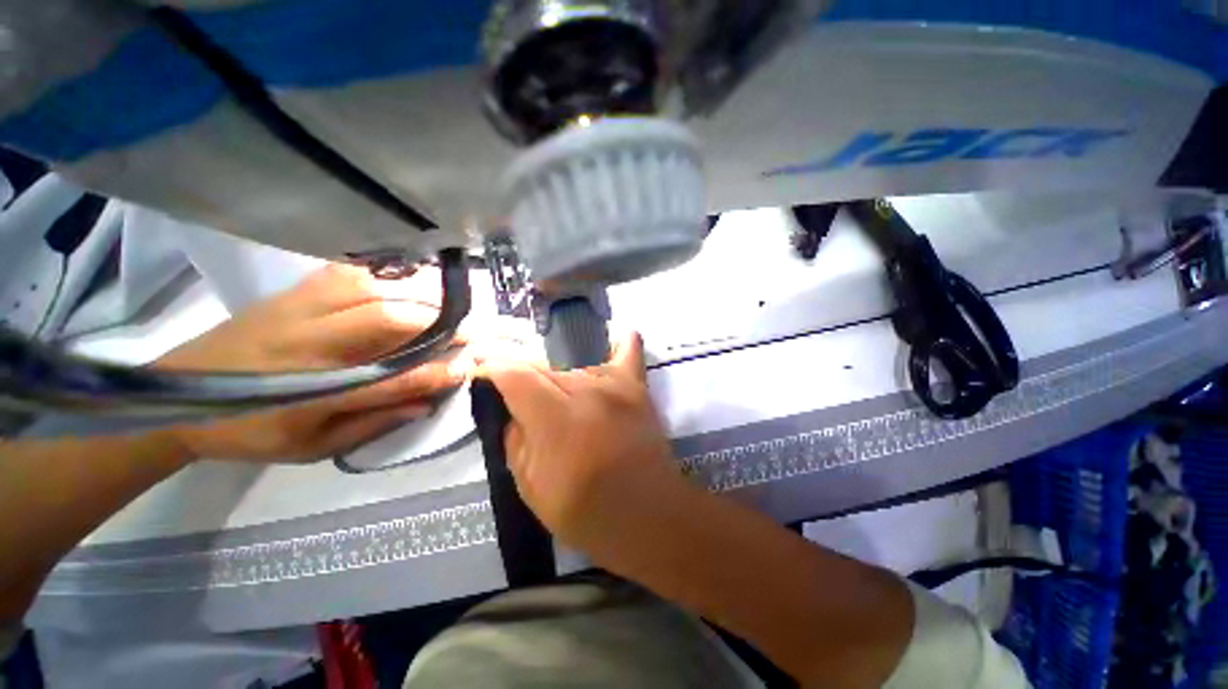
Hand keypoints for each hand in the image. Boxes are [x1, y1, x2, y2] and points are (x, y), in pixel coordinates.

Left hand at [157, 264, 470, 461]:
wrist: (177, 394)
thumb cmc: (248, 430)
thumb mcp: (311, 447)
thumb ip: (372, 424)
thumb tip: (426, 403)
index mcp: (310, 393)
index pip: (393, 378)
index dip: (437, 372)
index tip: (468, 366)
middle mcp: (307, 344)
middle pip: (387, 321)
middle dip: (438, 324)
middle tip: (467, 331)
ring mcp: (297, 311)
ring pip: (370, 290)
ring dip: (416, 295)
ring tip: (445, 306)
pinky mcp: (290, 292)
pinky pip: (347, 274)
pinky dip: (384, 276)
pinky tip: (403, 284)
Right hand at [484, 331, 683, 547]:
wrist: (649, 515)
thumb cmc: (587, 512)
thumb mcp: (531, 488)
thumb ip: (514, 440)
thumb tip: (512, 410)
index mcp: (556, 418)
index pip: (514, 374)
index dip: (491, 368)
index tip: (481, 371)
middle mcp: (586, 389)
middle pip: (543, 368)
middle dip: (524, 381)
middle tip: (525, 405)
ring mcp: (616, 384)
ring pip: (574, 367)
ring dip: (561, 383)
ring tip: (566, 409)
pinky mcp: (637, 386)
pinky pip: (628, 351)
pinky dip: (618, 343)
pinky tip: (612, 340)